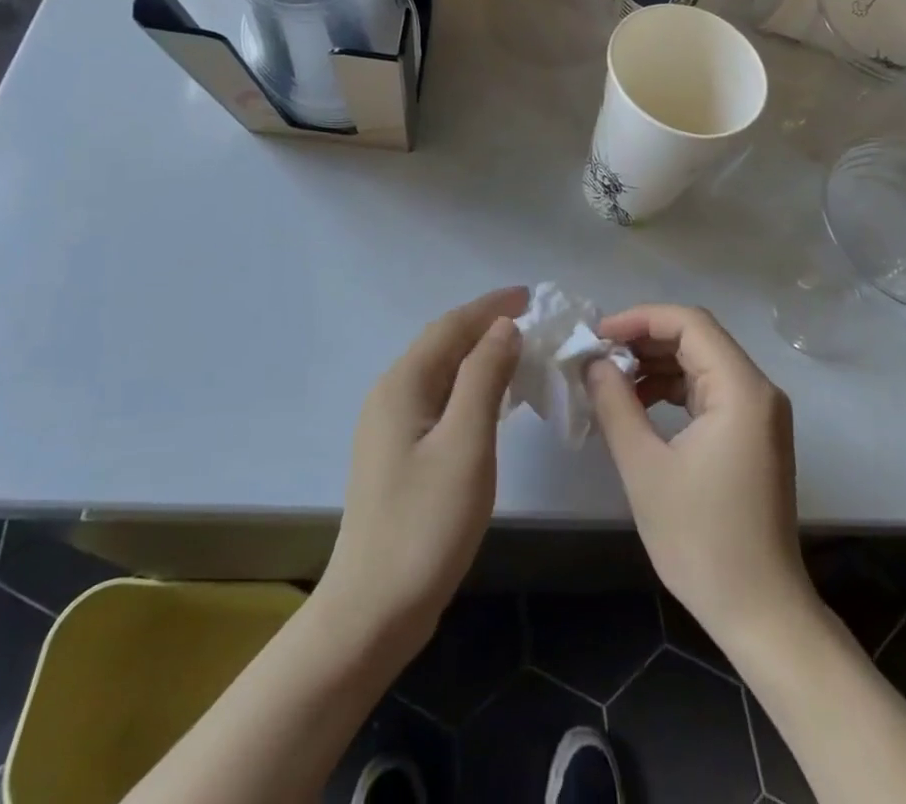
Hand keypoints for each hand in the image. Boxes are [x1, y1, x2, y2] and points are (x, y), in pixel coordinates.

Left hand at [318, 287, 525, 648]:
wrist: (373, 609)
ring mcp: (389, 425)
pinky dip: (468, 386)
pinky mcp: (396, 452)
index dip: (490, 306)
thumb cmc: (426, 524)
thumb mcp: (466, 444)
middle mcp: (391, 394)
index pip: (451, 326)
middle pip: (442, 344)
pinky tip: (491, 399)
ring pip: (440, 371)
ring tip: (520, 351)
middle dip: (485, 325)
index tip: (530, 295)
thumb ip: (484, 378)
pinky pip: (437, 398)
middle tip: (532, 320)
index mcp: (403, 384)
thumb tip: (503, 326)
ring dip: (478, 355)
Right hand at [587, 304, 810, 651]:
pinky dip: (674, 388)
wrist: (760, 612)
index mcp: (741, 390)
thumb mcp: (645, 468)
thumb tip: (593, 362)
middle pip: (698, 338)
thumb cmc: (701, 540)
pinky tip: (639, 404)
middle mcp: (758, 391)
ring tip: (611, 378)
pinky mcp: (753, 434)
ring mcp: (760, 413)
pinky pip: (710, 390)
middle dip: (645, 339)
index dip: (640, 319)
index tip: (598, 335)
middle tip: (598, 355)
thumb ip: (616, 404)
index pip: (689, 324)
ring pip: (703, 362)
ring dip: (657, 363)